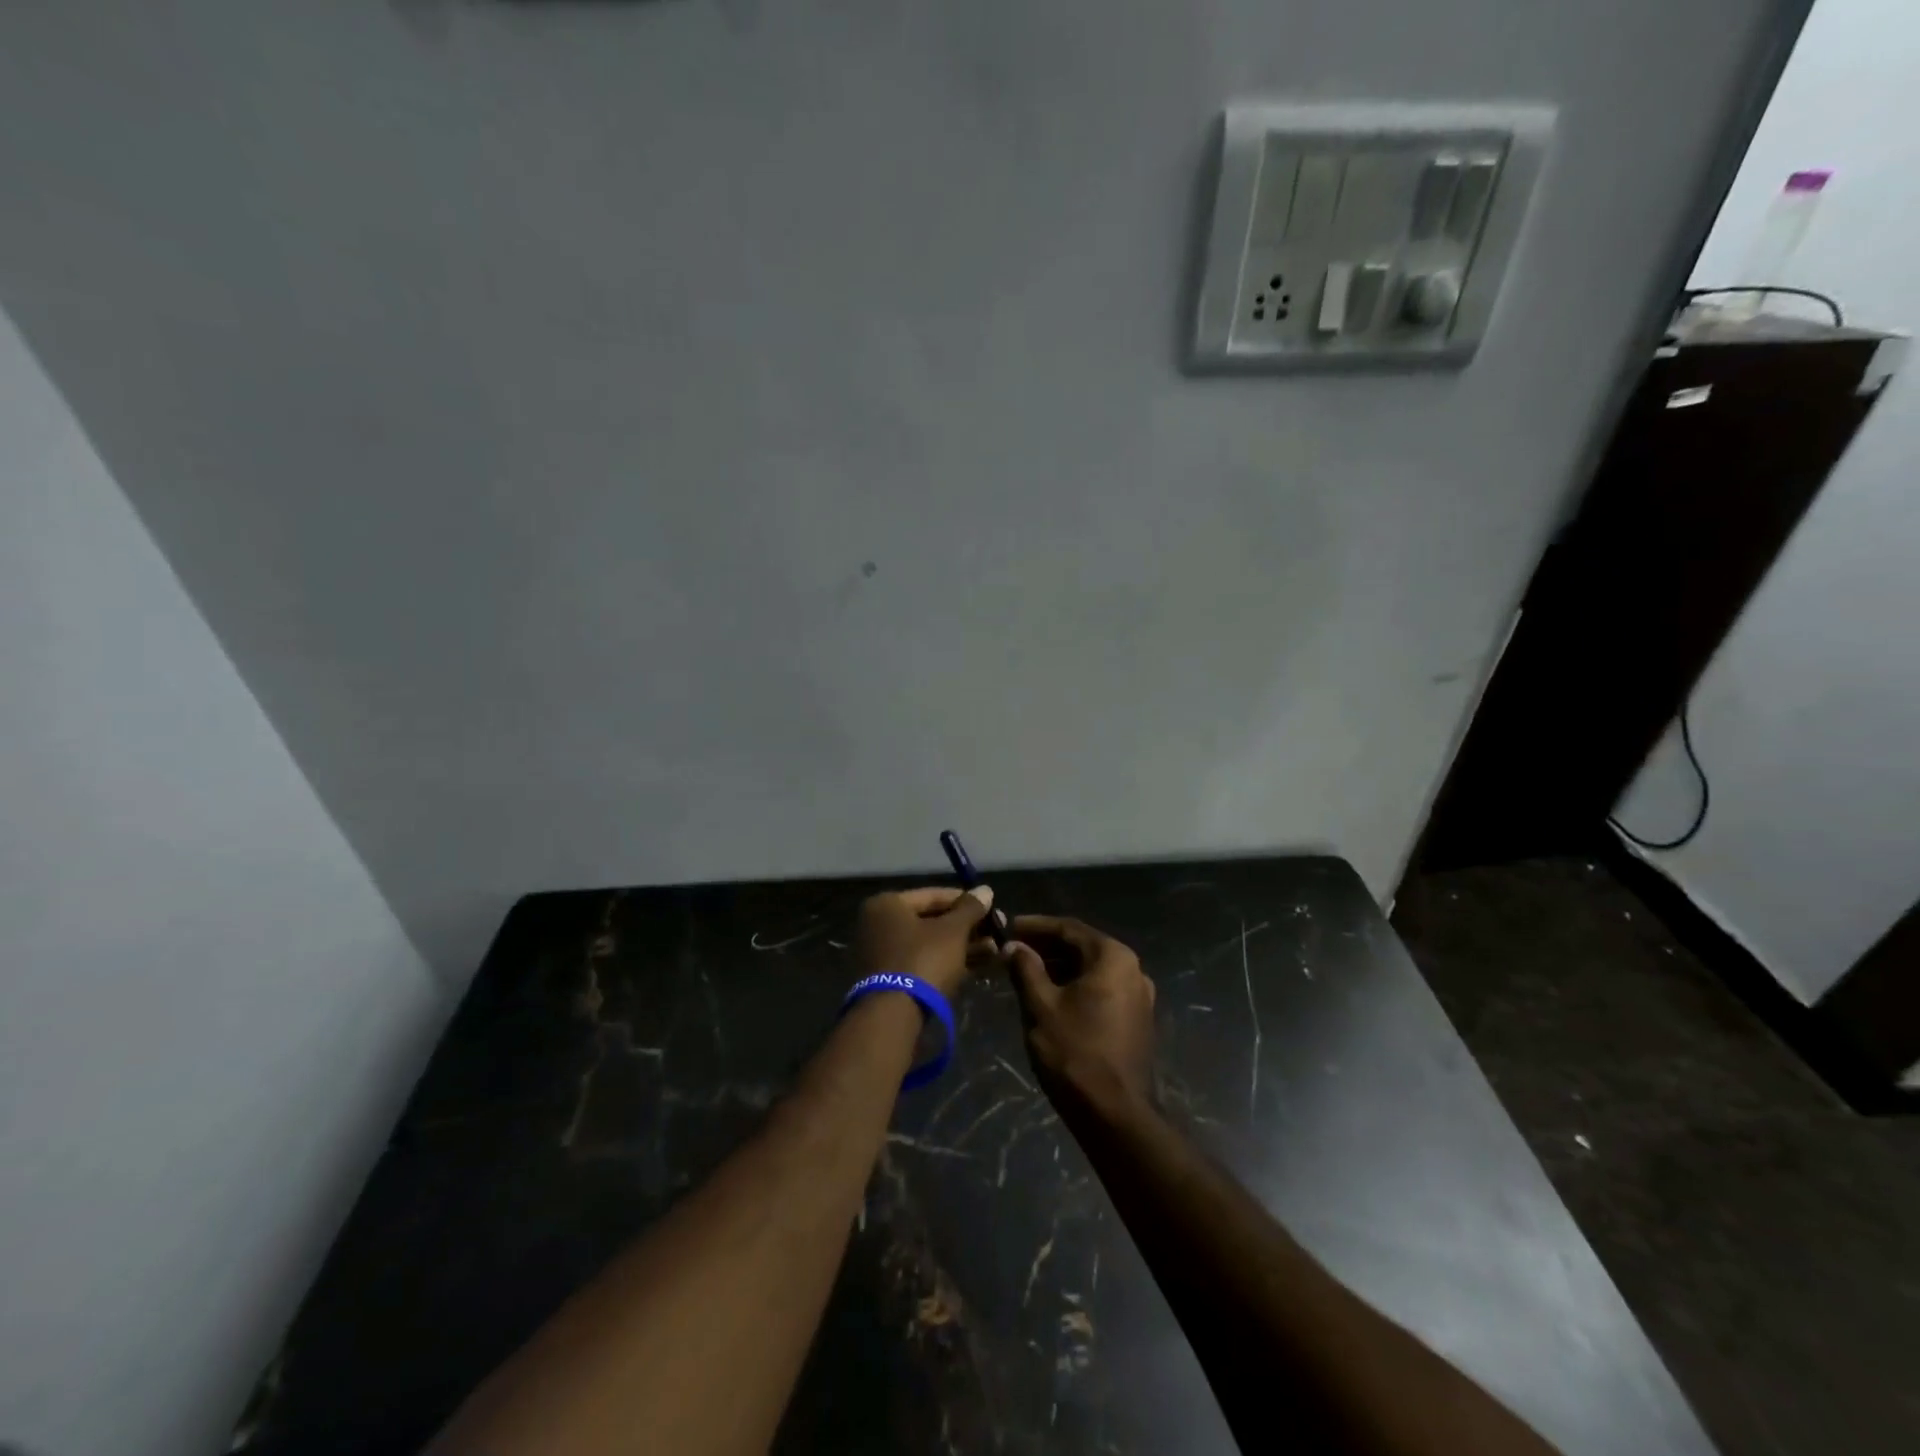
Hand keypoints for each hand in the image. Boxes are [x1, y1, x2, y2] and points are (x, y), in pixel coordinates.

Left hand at [854, 886, 996, 999]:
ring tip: (996, 950)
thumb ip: (970, 908)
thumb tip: (986, 889)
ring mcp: (884, 954)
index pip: (934, 895)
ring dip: (964, 945)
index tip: (992, 909)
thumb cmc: (923, 960)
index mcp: (887, 904)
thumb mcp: (952, 931)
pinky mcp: (891, 979)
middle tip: (997, 932)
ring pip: (931, 943)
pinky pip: (925, 962)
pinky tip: (980, 965)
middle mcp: (879, 924)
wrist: (894, 1016)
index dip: (967, 901)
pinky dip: (949, 961)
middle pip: (932, 920)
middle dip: (967, 927)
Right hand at [1003, 916, 1156, 1125]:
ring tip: (1026, 972)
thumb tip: (1014, 946)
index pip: (1069, 928)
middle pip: (1083, 947)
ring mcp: (1139, 996)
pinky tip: (1050, 995)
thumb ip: (1026, 968)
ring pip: (1092, 969)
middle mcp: (1133, 969)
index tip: (1009, 926)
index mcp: (1113, 957)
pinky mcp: (1136, 1019)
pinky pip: (1102, 989)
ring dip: (1060, 967)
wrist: (1114, 1114)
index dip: (1036, 926)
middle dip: (1047, 946)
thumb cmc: (1074, 1052)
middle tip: (1014, 950)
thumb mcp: (1041, 1006)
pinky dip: (1076, 985)